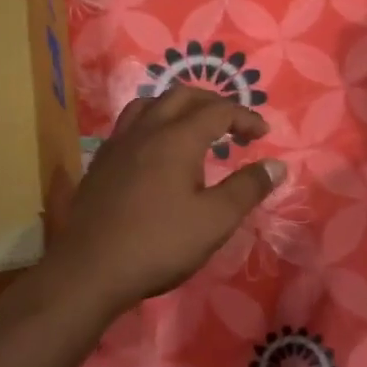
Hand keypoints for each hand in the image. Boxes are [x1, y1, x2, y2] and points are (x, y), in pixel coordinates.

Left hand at [41, 84, 285, 321]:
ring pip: (150, 104)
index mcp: (177, 138)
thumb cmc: (159, 244)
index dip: (245, 117)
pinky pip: (130, 125)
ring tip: (194, 128)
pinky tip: (157, 151)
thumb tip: (276, 165)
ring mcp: (118, 144)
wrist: (89, 270)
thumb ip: (247, 188)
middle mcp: (146, 130)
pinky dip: (153, 123)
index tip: (263, 135)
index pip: (218, 110)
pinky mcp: (101, 163)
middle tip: (233, 126)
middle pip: (182, 96)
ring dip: (178, 107)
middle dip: (213, 104)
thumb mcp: (215, 220)